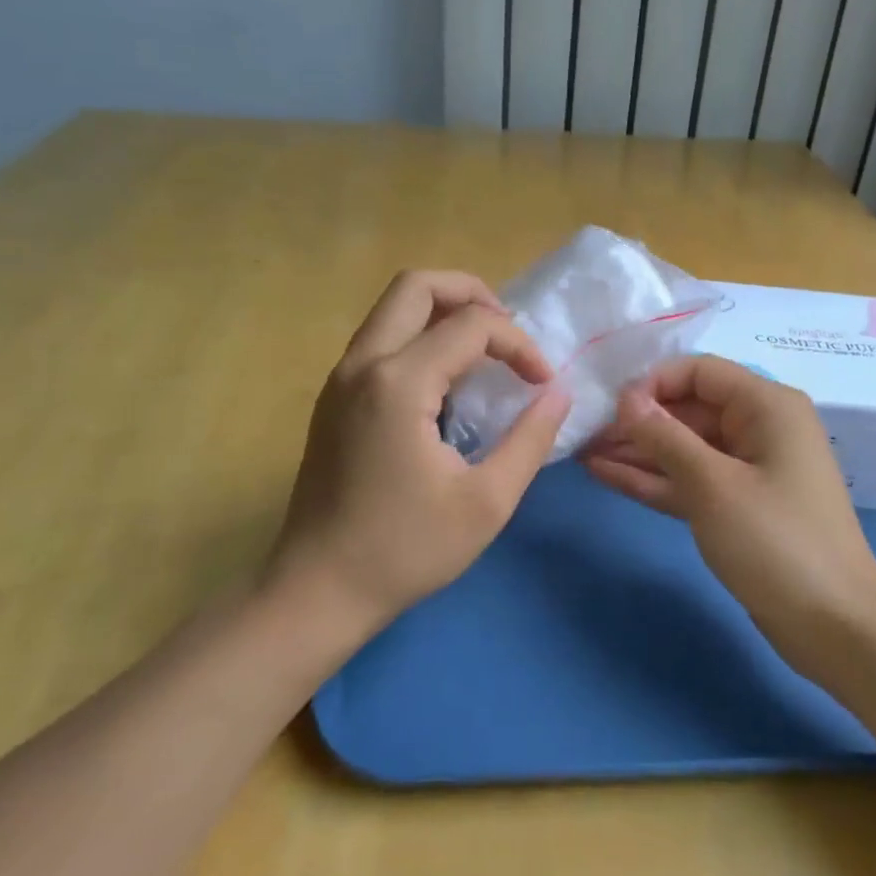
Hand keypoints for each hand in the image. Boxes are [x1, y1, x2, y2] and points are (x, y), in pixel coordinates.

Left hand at [276, 271, 570, 630]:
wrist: (317, 591)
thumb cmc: (405, 550)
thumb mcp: (487, 502)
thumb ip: (531, 439)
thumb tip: (559, 392)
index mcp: (398, 383)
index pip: (471, 325)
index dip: (519, 344)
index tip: (542, 384)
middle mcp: (362, 364)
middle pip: (417, 285)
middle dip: (472, 294)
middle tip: (508, 332)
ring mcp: (340, 378)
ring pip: (393, 307)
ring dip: (443, 311)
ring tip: (484, 351)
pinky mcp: (334, 397)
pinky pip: (380, 338)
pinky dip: (419, 336)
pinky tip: (447, 382)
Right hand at [584, 355, 875, 666]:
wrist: (834, 627)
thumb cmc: (776, 542)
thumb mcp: (713, 484)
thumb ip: (665, 437)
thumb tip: (626, 398)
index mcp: (767, 406)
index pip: (699, 372)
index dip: (653, 383)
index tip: (610, 407)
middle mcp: (758, 428)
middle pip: (689, 409)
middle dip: (639, 420)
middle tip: (586, 431)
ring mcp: (748, 469)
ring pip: (684, 447)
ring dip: (638, 451)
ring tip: (585, 450)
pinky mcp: (737, 506)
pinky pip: (690, 480)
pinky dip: (654, 479)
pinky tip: (606, 474)